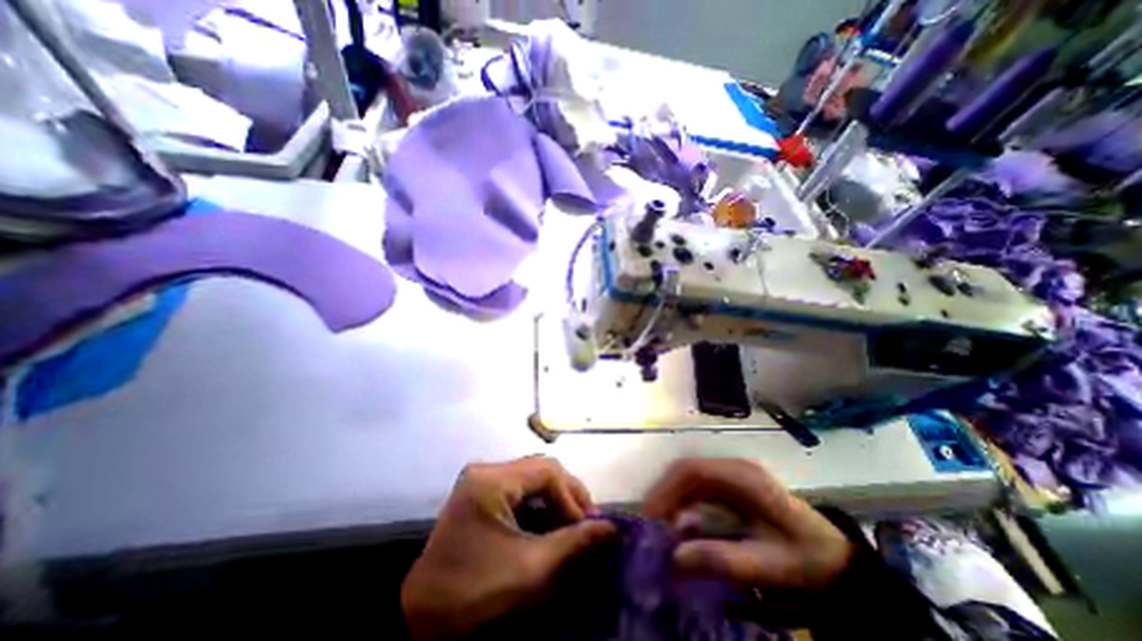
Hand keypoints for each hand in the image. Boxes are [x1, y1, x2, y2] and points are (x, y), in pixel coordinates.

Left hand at [400, 459, 615, 637]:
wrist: (419, 620)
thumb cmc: (474, 592)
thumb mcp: (530, 569)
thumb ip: (574, 543)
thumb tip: (612, 528)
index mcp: (492, 480)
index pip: (547, 471)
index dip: (573, 495)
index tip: (589, 526)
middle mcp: (486, 470)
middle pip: (540, 469)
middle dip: (567, 495)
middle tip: (586, 523)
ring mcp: (481, 480)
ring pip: (532, 477)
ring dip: (555, 498)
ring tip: (572, 525)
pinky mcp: (480, 492)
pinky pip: (519, 488)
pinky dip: (539, 504)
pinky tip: (549, 524)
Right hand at [642, 459, 846, 590]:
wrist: (831, 556)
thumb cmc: (802, 558)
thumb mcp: (765, 564)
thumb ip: (721, 558)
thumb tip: (674, 556)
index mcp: (743, 477)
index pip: (693, 471)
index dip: (667, 489)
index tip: (650, 516)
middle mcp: (733, 467)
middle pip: (687, 471)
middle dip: (666, 495)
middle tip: (652, 526)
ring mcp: (731, 473)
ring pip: (690, 478)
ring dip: (673, 500)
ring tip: (663, 528)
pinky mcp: (730, 484)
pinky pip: (698, 488)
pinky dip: (684, 503)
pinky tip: (681, 524)